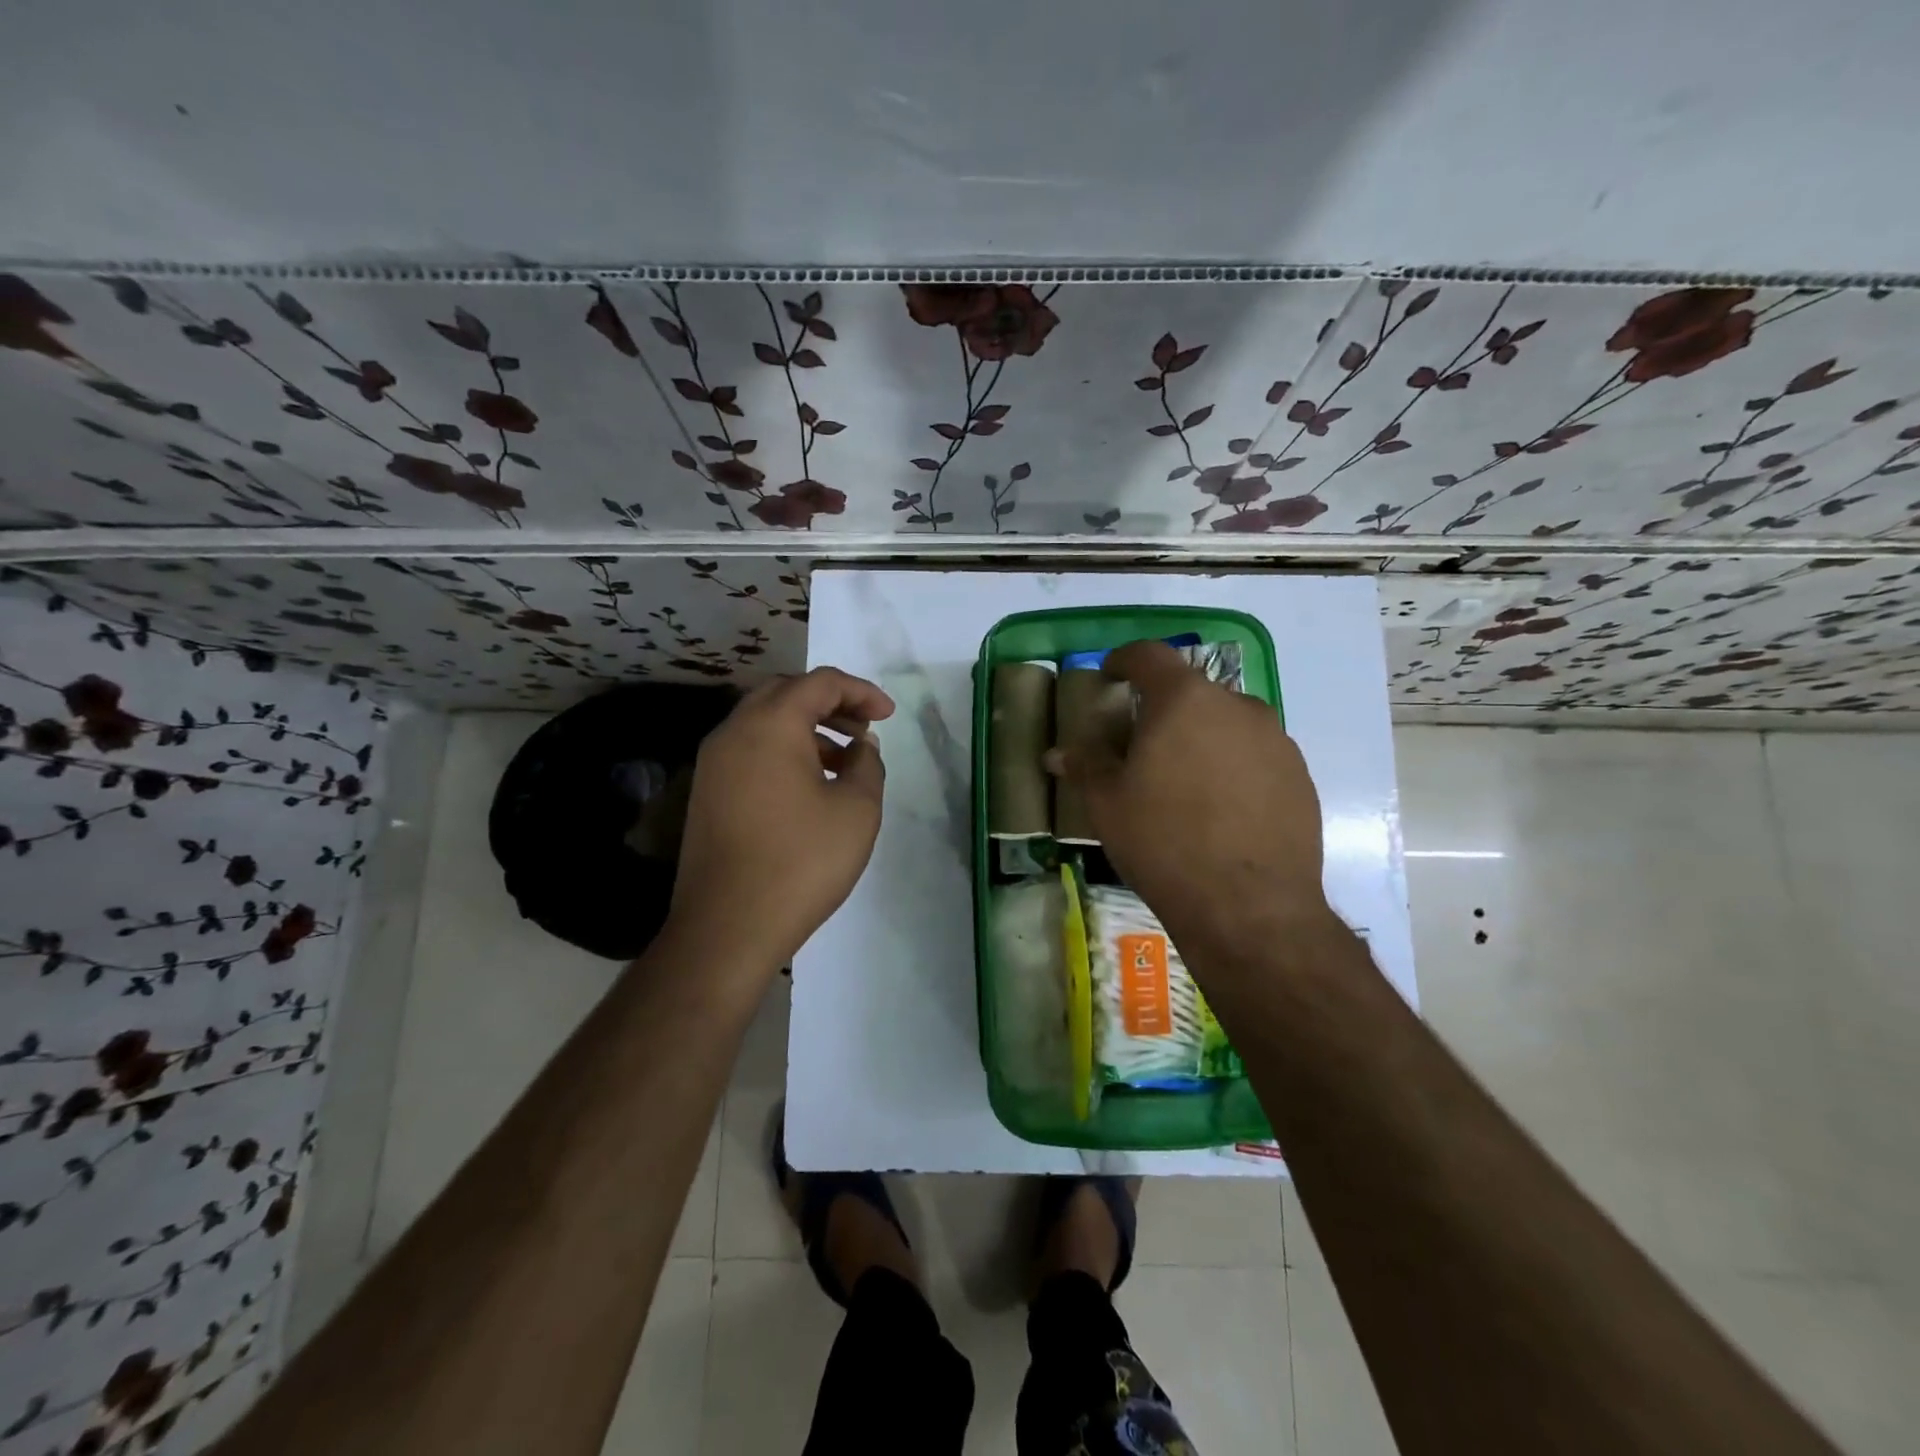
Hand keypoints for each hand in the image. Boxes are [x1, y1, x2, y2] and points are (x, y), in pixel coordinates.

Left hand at [667, 667, 893, 977]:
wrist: (727, 926)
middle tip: (864, 728)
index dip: (861, 691)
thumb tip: (861, 746)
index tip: (888, 716)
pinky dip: (783, 752)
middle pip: (786, 693)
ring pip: (765, 723)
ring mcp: (713, 763)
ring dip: (807, 729)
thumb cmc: (801, 862)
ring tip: (844, 760)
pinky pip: (750, 751)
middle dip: (830, 703)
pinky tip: (810, 786)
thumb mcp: (857, 811)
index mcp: (770, 725)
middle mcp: (734, 732)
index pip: (820, 682)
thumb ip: (867, 765)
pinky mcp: (707, 793)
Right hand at [1050, 639, 1331, 966]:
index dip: (1124, 659)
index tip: (1110, 677)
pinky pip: (1256, 755)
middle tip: (1142, 746)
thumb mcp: (1107, 804)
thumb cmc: (1164, 843)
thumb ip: (1085, 765)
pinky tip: (1220, 810)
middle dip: (1163, 709)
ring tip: (1183, 783)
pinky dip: (1233, 766)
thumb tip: (1057, 753)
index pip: (1150, 655)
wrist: (1250, 907)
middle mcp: (1237, 706)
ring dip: (1201, 738)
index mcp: (1184, 700)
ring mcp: (1276, 740)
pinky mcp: (1300, 776)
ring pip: (1227, 723)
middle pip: (1191, 691)